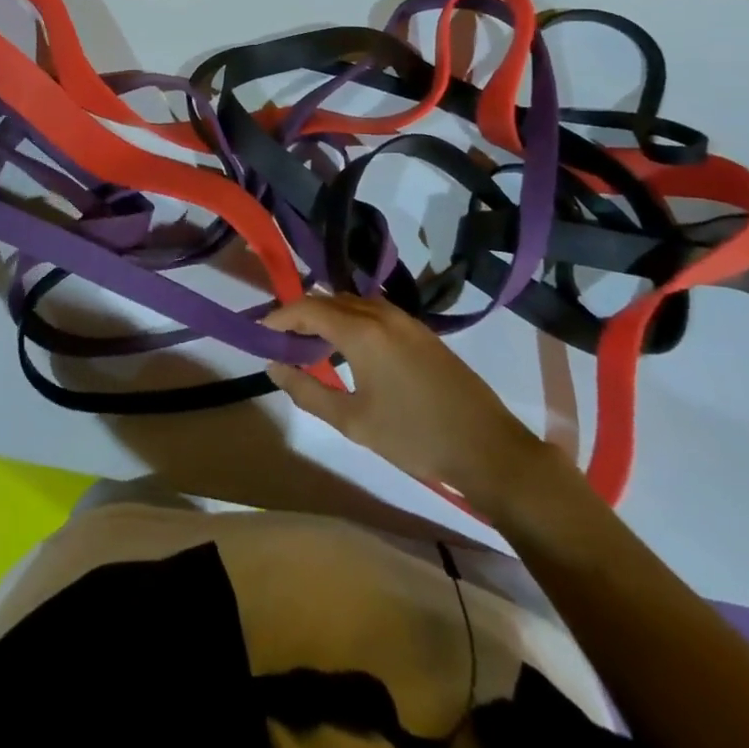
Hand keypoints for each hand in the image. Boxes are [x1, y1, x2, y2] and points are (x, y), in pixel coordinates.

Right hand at [263, 294, 553, 522]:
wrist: (488, 447)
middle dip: (301, 313)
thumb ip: (308, 390)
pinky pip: (374, 311)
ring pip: (353, 303)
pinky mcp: (421, 331)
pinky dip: (351, 319)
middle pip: (330, 300)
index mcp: (361, 330)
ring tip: (311, 344)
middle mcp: (381, 313)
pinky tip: (349, 348)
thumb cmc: (414, 436)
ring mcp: (405, 319)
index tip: (260, 331)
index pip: (308, 308)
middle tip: (282, 339)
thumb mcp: (353, 421)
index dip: (280, 316)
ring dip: (328, 315)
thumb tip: (274, 366)